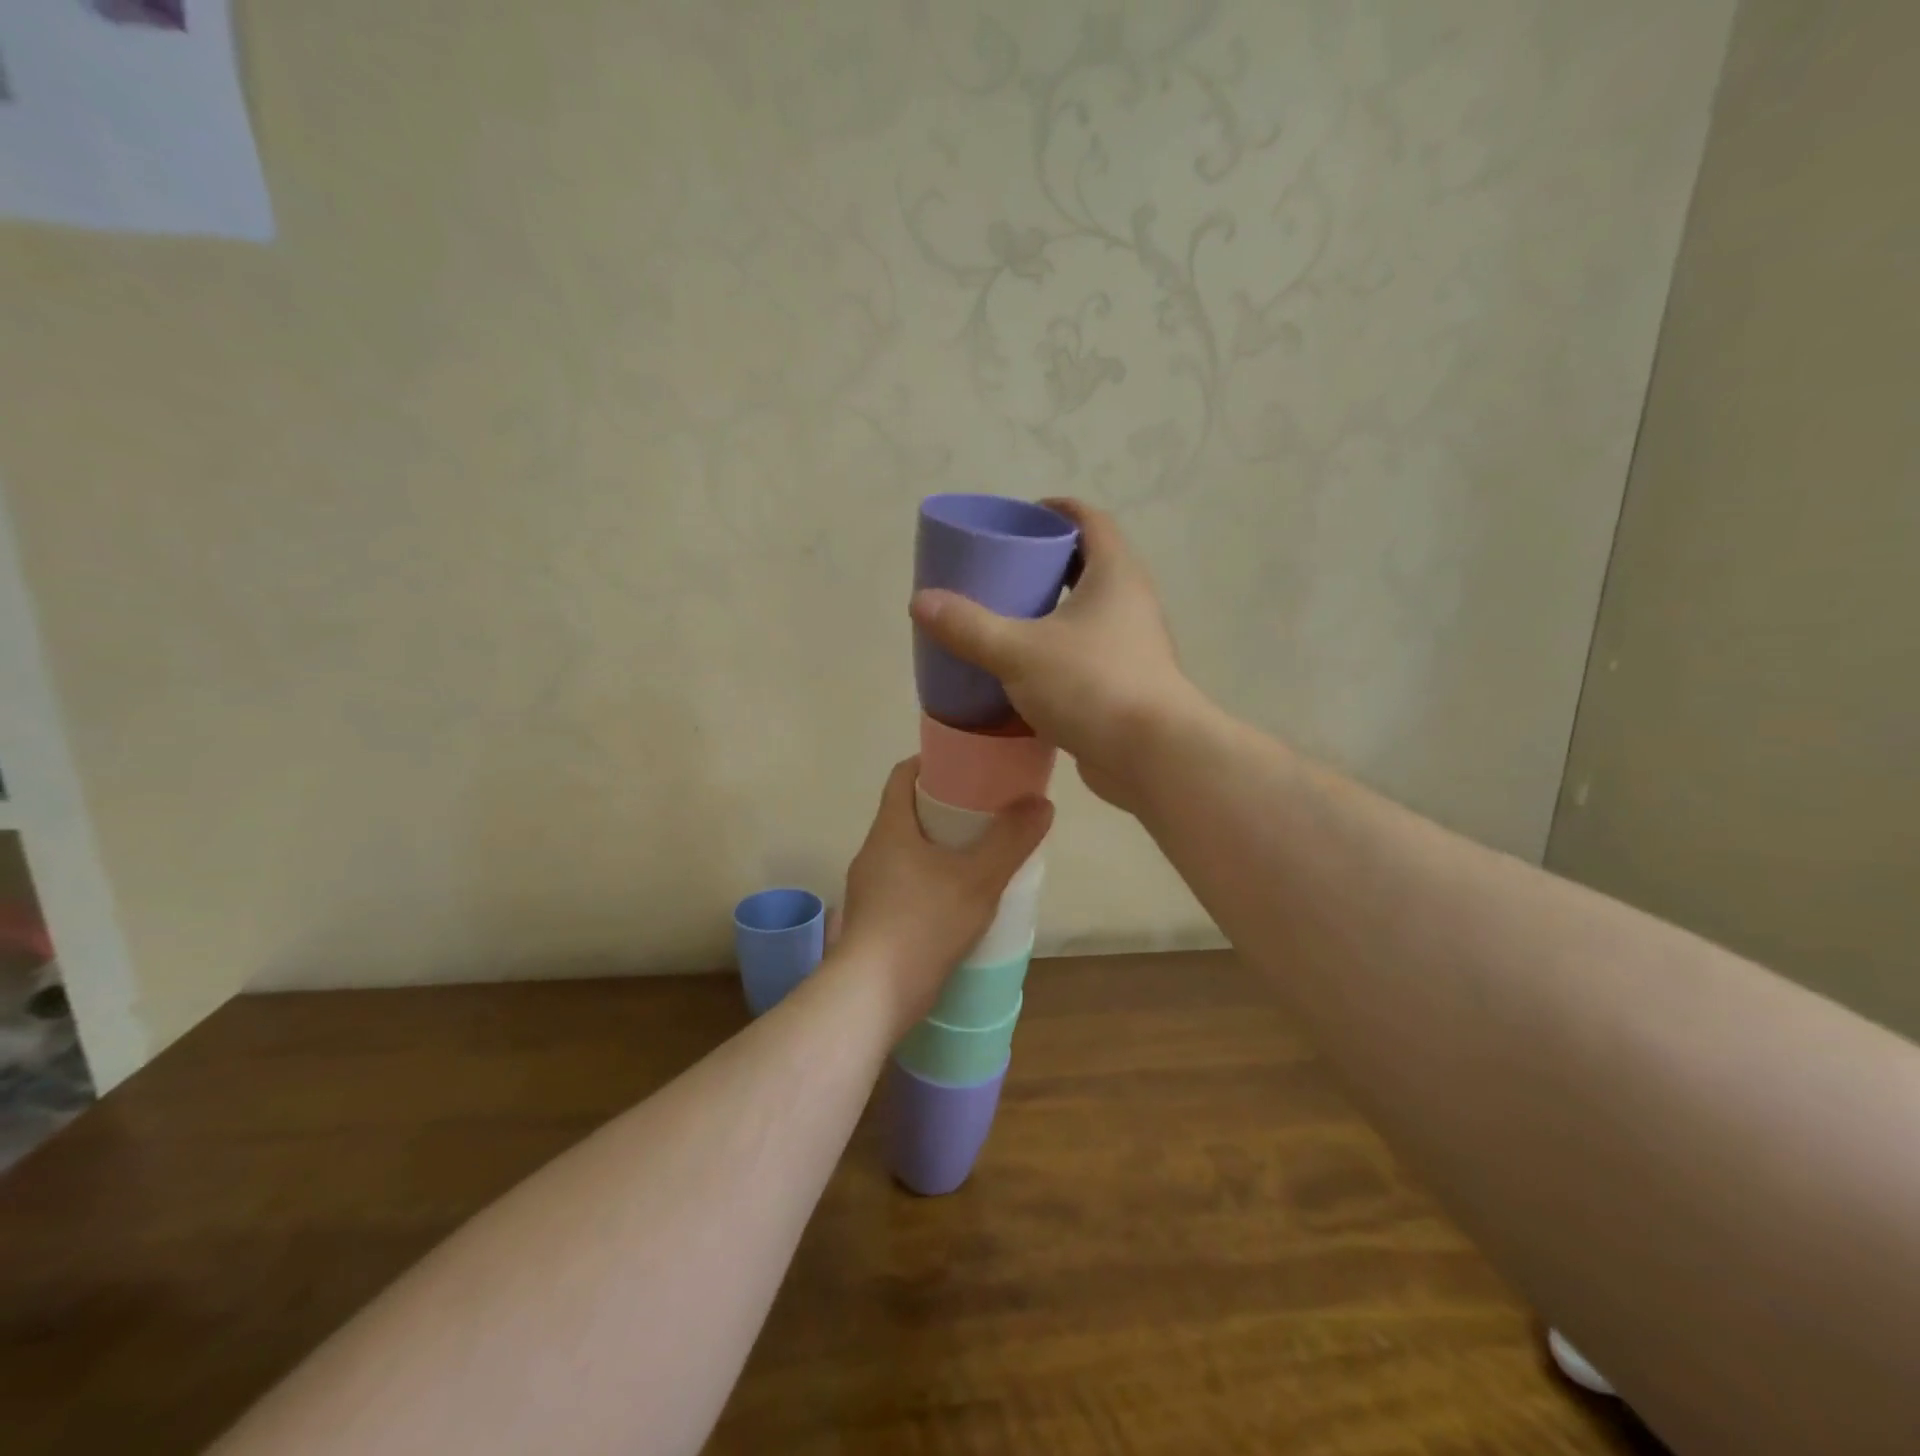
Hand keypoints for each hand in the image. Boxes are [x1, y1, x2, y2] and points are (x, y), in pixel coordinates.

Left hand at [836, 758, 1051, 1034]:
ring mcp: (870, 888)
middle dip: (945, 807)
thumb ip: (1011, 840)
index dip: (932, 763)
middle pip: (907, 812)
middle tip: (986, 811)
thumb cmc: (923, 923)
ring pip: (907, 851)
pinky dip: (932, 879)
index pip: (903, 775)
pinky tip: (959, 899)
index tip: (968, 766)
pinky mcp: (874, 920)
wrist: (872, 995)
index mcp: (890, 828)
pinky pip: (905, 883)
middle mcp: (873, 851)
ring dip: (939, 847)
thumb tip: (1040, 802)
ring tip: (979, 854)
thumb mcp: (978, 879)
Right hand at [908, 498, 1203, 810]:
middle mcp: (1130, 603)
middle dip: (1047, 562)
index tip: (1022, 516)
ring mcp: (1131, 646)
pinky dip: (1056, 651)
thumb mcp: (1019, 651)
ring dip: (1051, 610)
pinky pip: (1085, 653)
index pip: (1090, 520)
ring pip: (1086, 613)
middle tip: (1002, 570)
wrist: (1152, 757)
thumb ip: (969, 626)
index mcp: (1115, 575)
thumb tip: (920, 601)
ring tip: (1006, 618)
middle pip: (1088, 565)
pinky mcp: (1124, 684)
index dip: (1057, 510)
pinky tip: (1023, 670)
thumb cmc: (1091, 685)